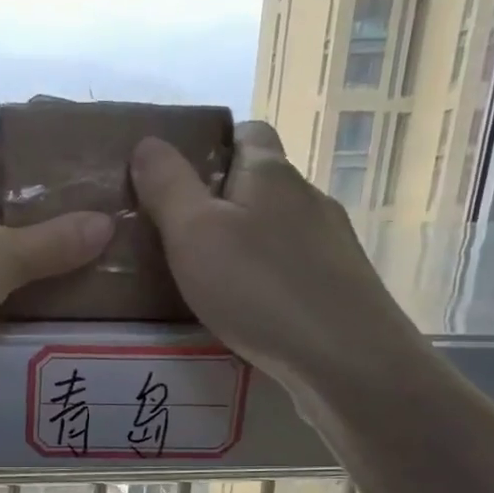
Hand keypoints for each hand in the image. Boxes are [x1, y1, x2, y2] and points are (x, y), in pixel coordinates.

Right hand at [130, 121, 425, 401]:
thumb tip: (148, 141)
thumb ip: (167, 187)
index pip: (247, 133)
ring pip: (277, 229)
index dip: (213, 145)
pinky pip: (292, 267)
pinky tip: (248, 310)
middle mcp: (308, 198)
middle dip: (221, 201)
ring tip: (207, 279)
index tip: (177, 179)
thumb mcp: (193, 234)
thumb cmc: (259, 289)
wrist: (346, 359)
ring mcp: (331, 243)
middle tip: (177, 236)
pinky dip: (266, 277)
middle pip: (261, 183)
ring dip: (245, 243)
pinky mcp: (340, 285)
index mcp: (271, 174)